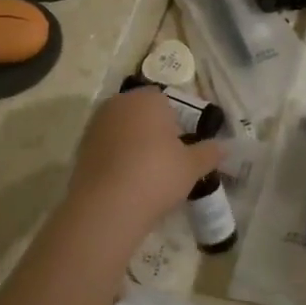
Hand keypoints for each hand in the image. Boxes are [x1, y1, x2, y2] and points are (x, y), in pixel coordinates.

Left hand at [69, 89, 223, 224]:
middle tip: (169, 159)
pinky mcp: (81, 148)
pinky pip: (108, 148)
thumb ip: (209, 153)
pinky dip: (118, 159)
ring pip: (123, 130)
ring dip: (135, 144)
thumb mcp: (192, 166)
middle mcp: (119, 103)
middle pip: (142, 113)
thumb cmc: (157, 175)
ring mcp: (96, 125)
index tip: (184, 145)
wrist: (107, 205)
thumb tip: (224, 147)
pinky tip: (128, 181)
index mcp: (147, 99)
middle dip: (155, 131)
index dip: (178, 122)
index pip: (167, 101)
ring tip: (148, 173)